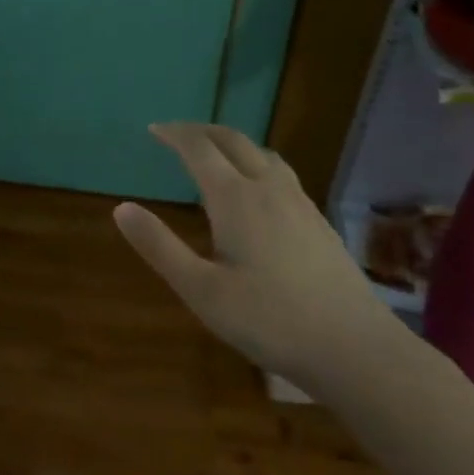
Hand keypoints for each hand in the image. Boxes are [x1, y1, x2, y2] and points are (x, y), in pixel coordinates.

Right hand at [113, 124, 395, 393]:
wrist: (352, 346)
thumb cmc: (267, 320)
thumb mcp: (200, 289)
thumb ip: (159, 246)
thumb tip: (121, 208)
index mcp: (236, 200)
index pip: (200, 150)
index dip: (174, 135)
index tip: (153, 128)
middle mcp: (270, 190)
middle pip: (235, 142)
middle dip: (203, 132)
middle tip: (178, 134)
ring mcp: (301, 204)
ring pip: (264, 155)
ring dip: (234, 145)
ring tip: (215, 156)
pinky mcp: (319, 223)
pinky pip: (282, 176)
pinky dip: (257, 166)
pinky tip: (257, 194)